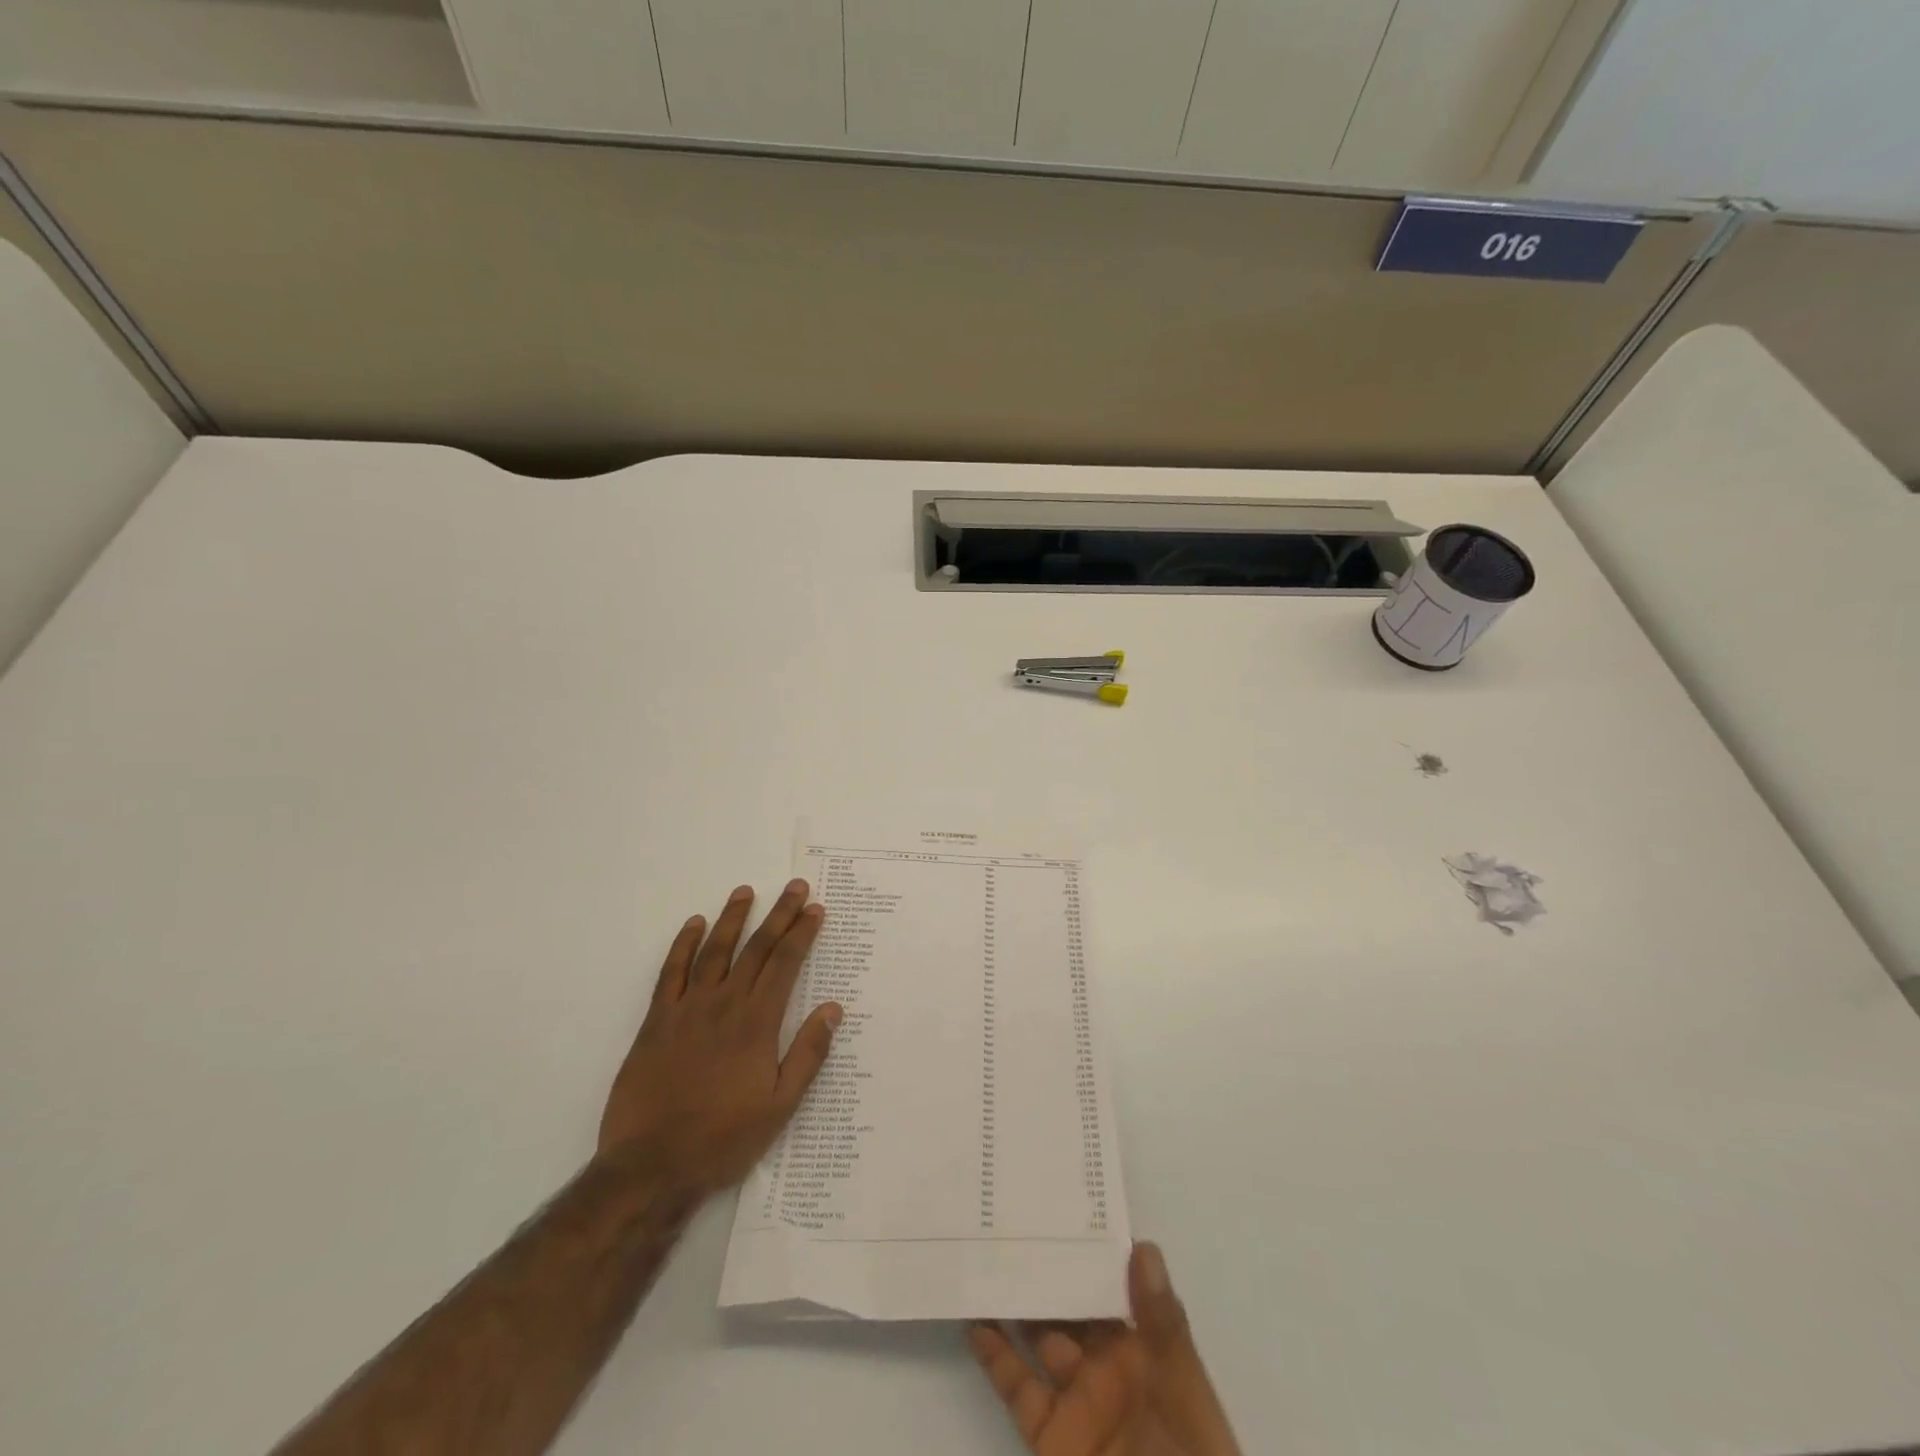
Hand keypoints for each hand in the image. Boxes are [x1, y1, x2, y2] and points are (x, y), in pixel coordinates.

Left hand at [599, 880, 840, 1194]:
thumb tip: (833, 1008)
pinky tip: (694, 924)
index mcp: (756, 1023)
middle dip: (779, 915)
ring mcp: (686, 1009)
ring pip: (714, 951)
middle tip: (795, 887)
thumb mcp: (780, 1106)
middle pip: (756, 948)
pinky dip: (683, 944)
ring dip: (733, 918)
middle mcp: (724, 1005)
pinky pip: (671, 972)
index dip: (802, 934)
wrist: (651, 1167)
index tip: (815, 910)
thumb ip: (807, 1054)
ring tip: (746, 892)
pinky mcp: (656, 1021)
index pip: (784, 964)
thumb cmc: (724, 1139)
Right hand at [970, 1243, 1240, 1455]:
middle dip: (1045, 1264)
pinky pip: (1018, 1389)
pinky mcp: (1051, 1436)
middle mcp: (1110, 1364)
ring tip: (983, 1254)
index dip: (1092, 1243)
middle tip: (1008, 1216)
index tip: (1060, 1199)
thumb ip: (1163, 1325)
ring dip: (1014, 1301)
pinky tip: (972, 1320)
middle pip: (1071, 1302)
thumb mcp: (1185, 1393)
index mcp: (1148, 1346)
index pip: (1116, 1281)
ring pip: (1039, 1335)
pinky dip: (994, 1356)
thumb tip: (1142, 1246)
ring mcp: (1078, 1399)